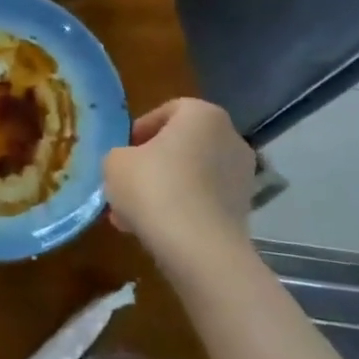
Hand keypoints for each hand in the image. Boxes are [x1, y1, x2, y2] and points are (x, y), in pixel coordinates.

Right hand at [103, 99, 258, 262]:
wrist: (199, 248)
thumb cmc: (153, 187)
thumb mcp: (115, 162)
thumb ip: (119, 155)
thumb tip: (129, 164)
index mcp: (202, 115)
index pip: (169, 110)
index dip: (142, 129)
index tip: (124, 149)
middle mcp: (230, 138)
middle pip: (182, 145)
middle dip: (153, 163)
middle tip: (127, 182)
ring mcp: (242, 176)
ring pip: (191, 176)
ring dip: (164, 189)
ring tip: (132, 214)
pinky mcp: (243, 211)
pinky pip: (203, 201)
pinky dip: (181, 210)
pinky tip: (154, 230)